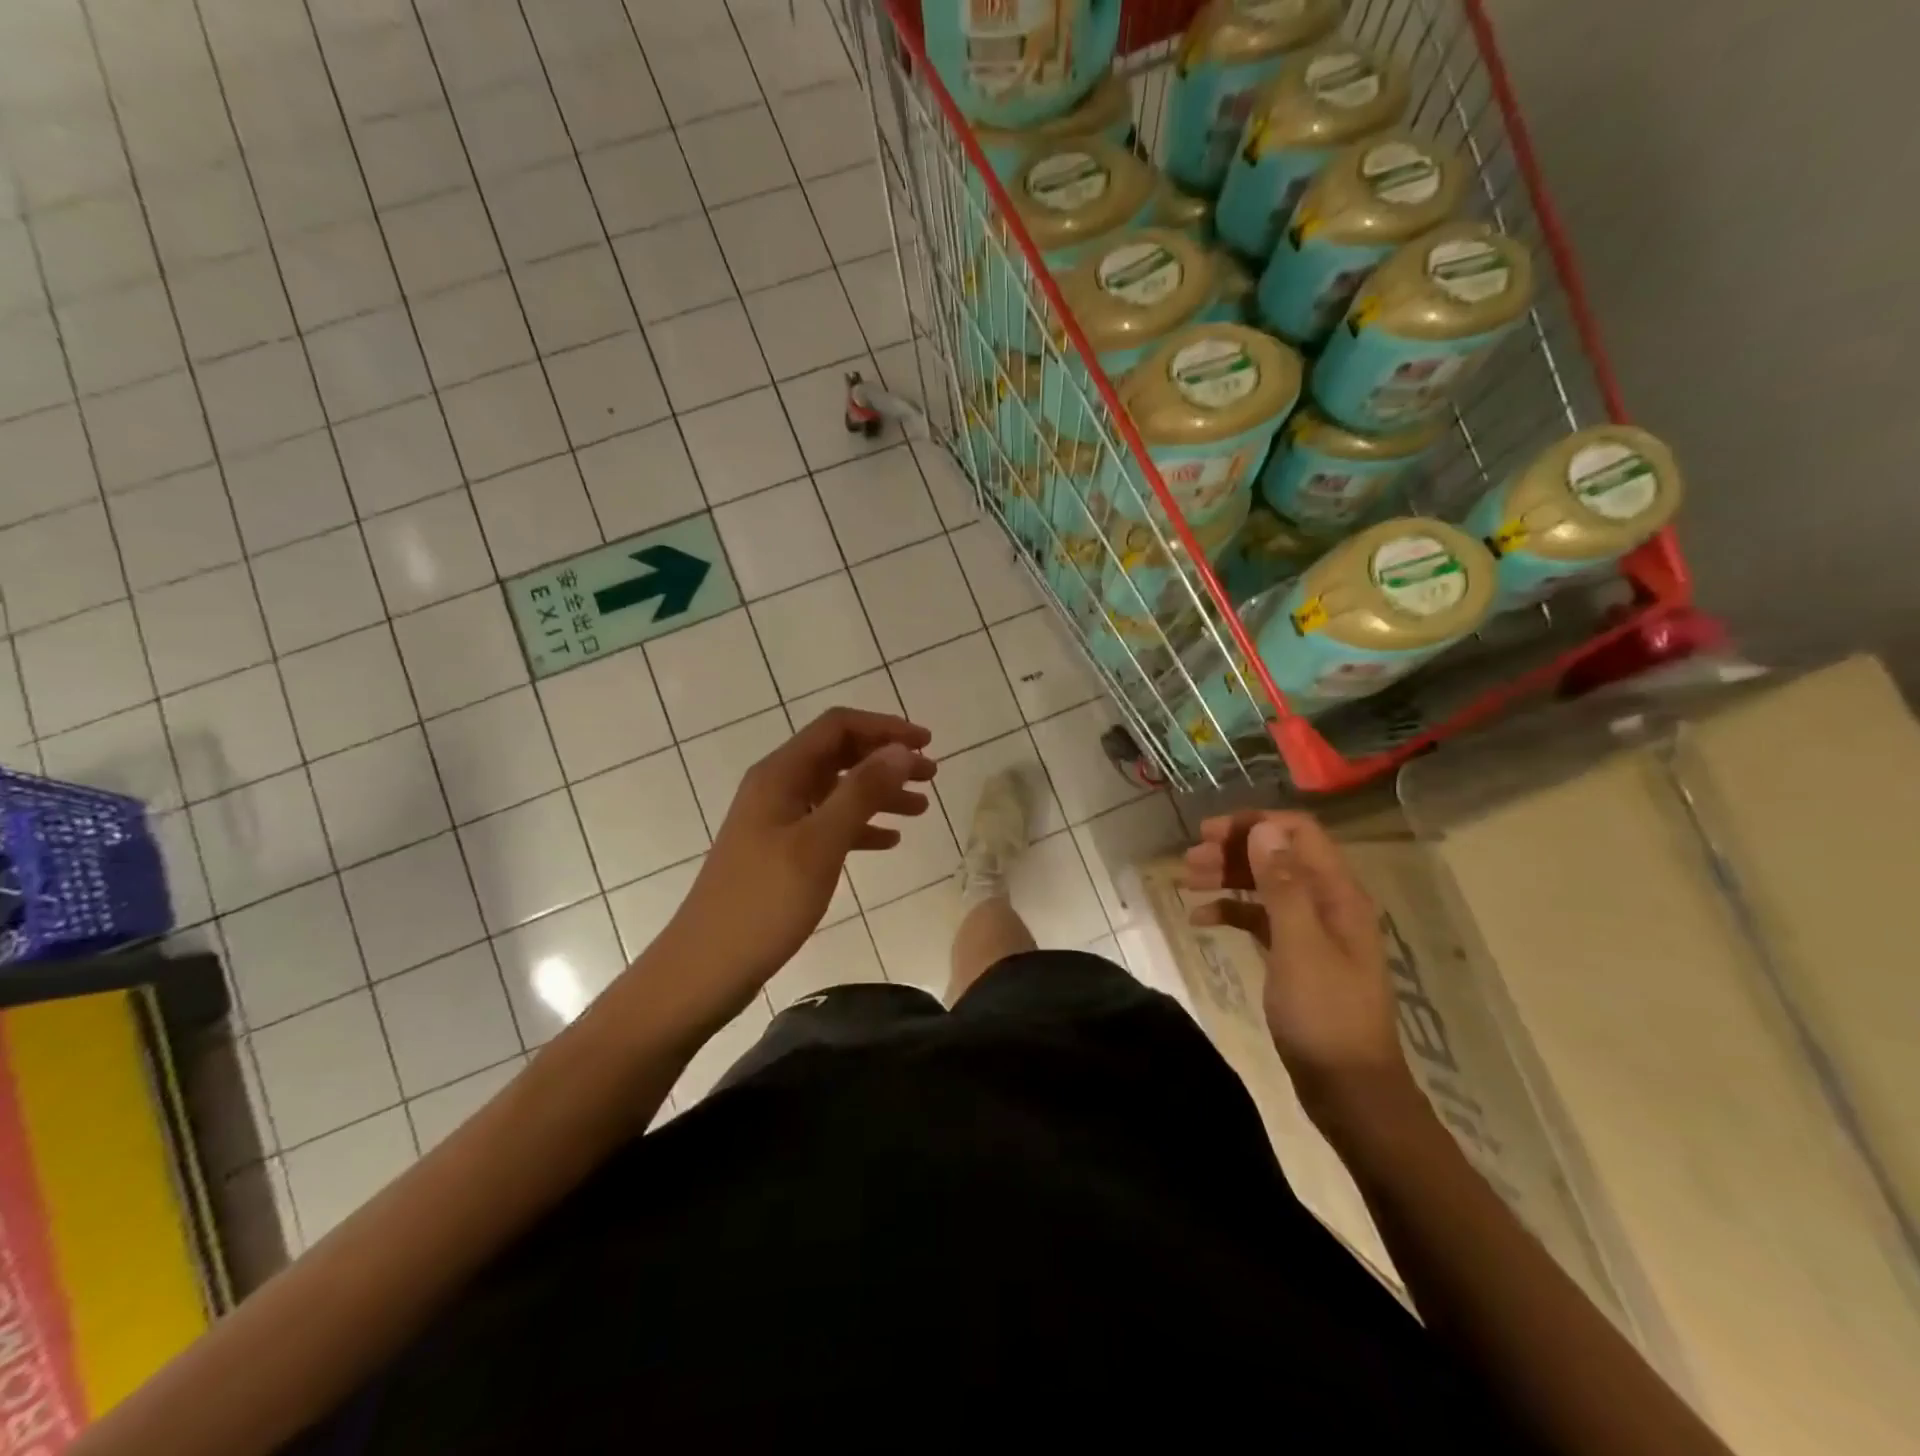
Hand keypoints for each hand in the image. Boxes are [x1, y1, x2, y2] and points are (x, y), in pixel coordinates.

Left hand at [673, 707, 934, 1004]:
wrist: (705, 968)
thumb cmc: (764, 902)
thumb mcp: (820, 844)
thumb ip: (861, 792)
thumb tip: (901, 750)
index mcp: (780, 774)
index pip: (838, 726)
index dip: (885, 728)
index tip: (927, 744)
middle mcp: (777, 787)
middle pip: (839, 754)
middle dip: (886, 759)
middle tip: (931, 775)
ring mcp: (777, 820)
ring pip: (837, 790)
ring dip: (879, 792)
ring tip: (920, 808)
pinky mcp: (780, 851)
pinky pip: (828, 824)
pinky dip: (860, 826)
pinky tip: (889, 840)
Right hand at [1182, 811, 1412, 1118]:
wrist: (1348, 1088)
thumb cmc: (1324, 1014)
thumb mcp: (1300, 945)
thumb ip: (1283, 885)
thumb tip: (1264, 830)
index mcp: (1337, 893)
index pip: (1298, 833)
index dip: (1254, 825)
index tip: (1209, 834)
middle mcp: (1327, 902)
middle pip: (1277, 855)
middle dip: (1233, 850)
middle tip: (1190, 861)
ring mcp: (1311, 928)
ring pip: (1265, 884)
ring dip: (1227, 877)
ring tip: (1187, 881)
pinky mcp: (1295, 953)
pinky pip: (1259, 917)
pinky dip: (1231, 911)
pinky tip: (1201, 919)